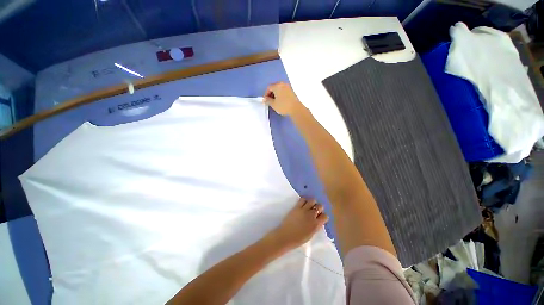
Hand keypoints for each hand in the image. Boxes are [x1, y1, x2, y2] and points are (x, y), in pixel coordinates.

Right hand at [263, 82, 303, 116]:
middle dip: (271, 93)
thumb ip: (267, 101)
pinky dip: (281, 94)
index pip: (269, 87)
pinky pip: (284, 91)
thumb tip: (264, 99)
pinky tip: (281, 101)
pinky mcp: (292, 91)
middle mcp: (283, 84)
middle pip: (274, 87)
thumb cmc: (283, 106)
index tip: (266, 100)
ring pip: (279, 89)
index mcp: (277, 85)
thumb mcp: (273, 104)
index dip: (266, 94)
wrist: (296, 109)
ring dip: (276, 94)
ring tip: (275, 102)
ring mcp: (288, 87)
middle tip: (270, 101)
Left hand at [269, 198, 328, 249]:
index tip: (319, 217)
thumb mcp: (310, 235)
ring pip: (312, 200)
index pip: (325, 216)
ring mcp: (304, 210)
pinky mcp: (297, 207)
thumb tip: (317, 221)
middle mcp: (312, 216)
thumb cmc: (298, 239)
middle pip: (320, 206)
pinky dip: (304, 200)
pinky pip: (303, 199)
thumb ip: (315, 227)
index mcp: (316, 225)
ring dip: (312, 203)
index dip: (322, 216)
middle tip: (314, 211)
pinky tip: (302, 204)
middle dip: (319, 208)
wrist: (285, 236)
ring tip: (309, 206)